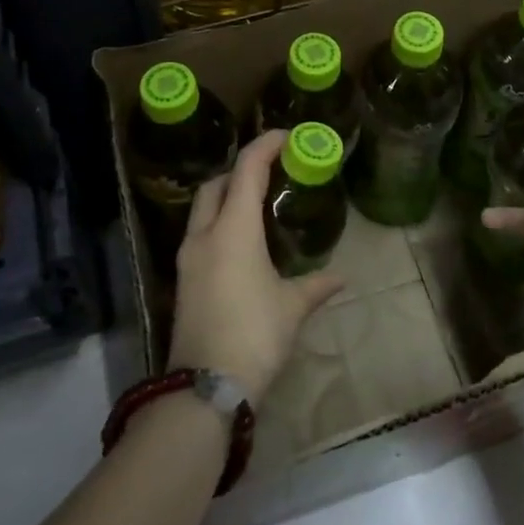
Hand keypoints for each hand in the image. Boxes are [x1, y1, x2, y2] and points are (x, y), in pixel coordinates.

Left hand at [167, 130, 344, 403]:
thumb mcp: (292, 307)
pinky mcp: (183, 280)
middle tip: (270, 172)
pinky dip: (219, 223)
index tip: (286, 136)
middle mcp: (205, 234)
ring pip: (203, 209)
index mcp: (233, 229)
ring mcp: (188, 258)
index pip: (247, 170)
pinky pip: (199, 234)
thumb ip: (316, 285)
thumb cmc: (254, 334)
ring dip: (227, 197)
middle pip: (217, 184)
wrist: (205, 388)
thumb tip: (340, 277)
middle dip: (240, 170)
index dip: (265, 145)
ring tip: (258, 206)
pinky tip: (241, 243)